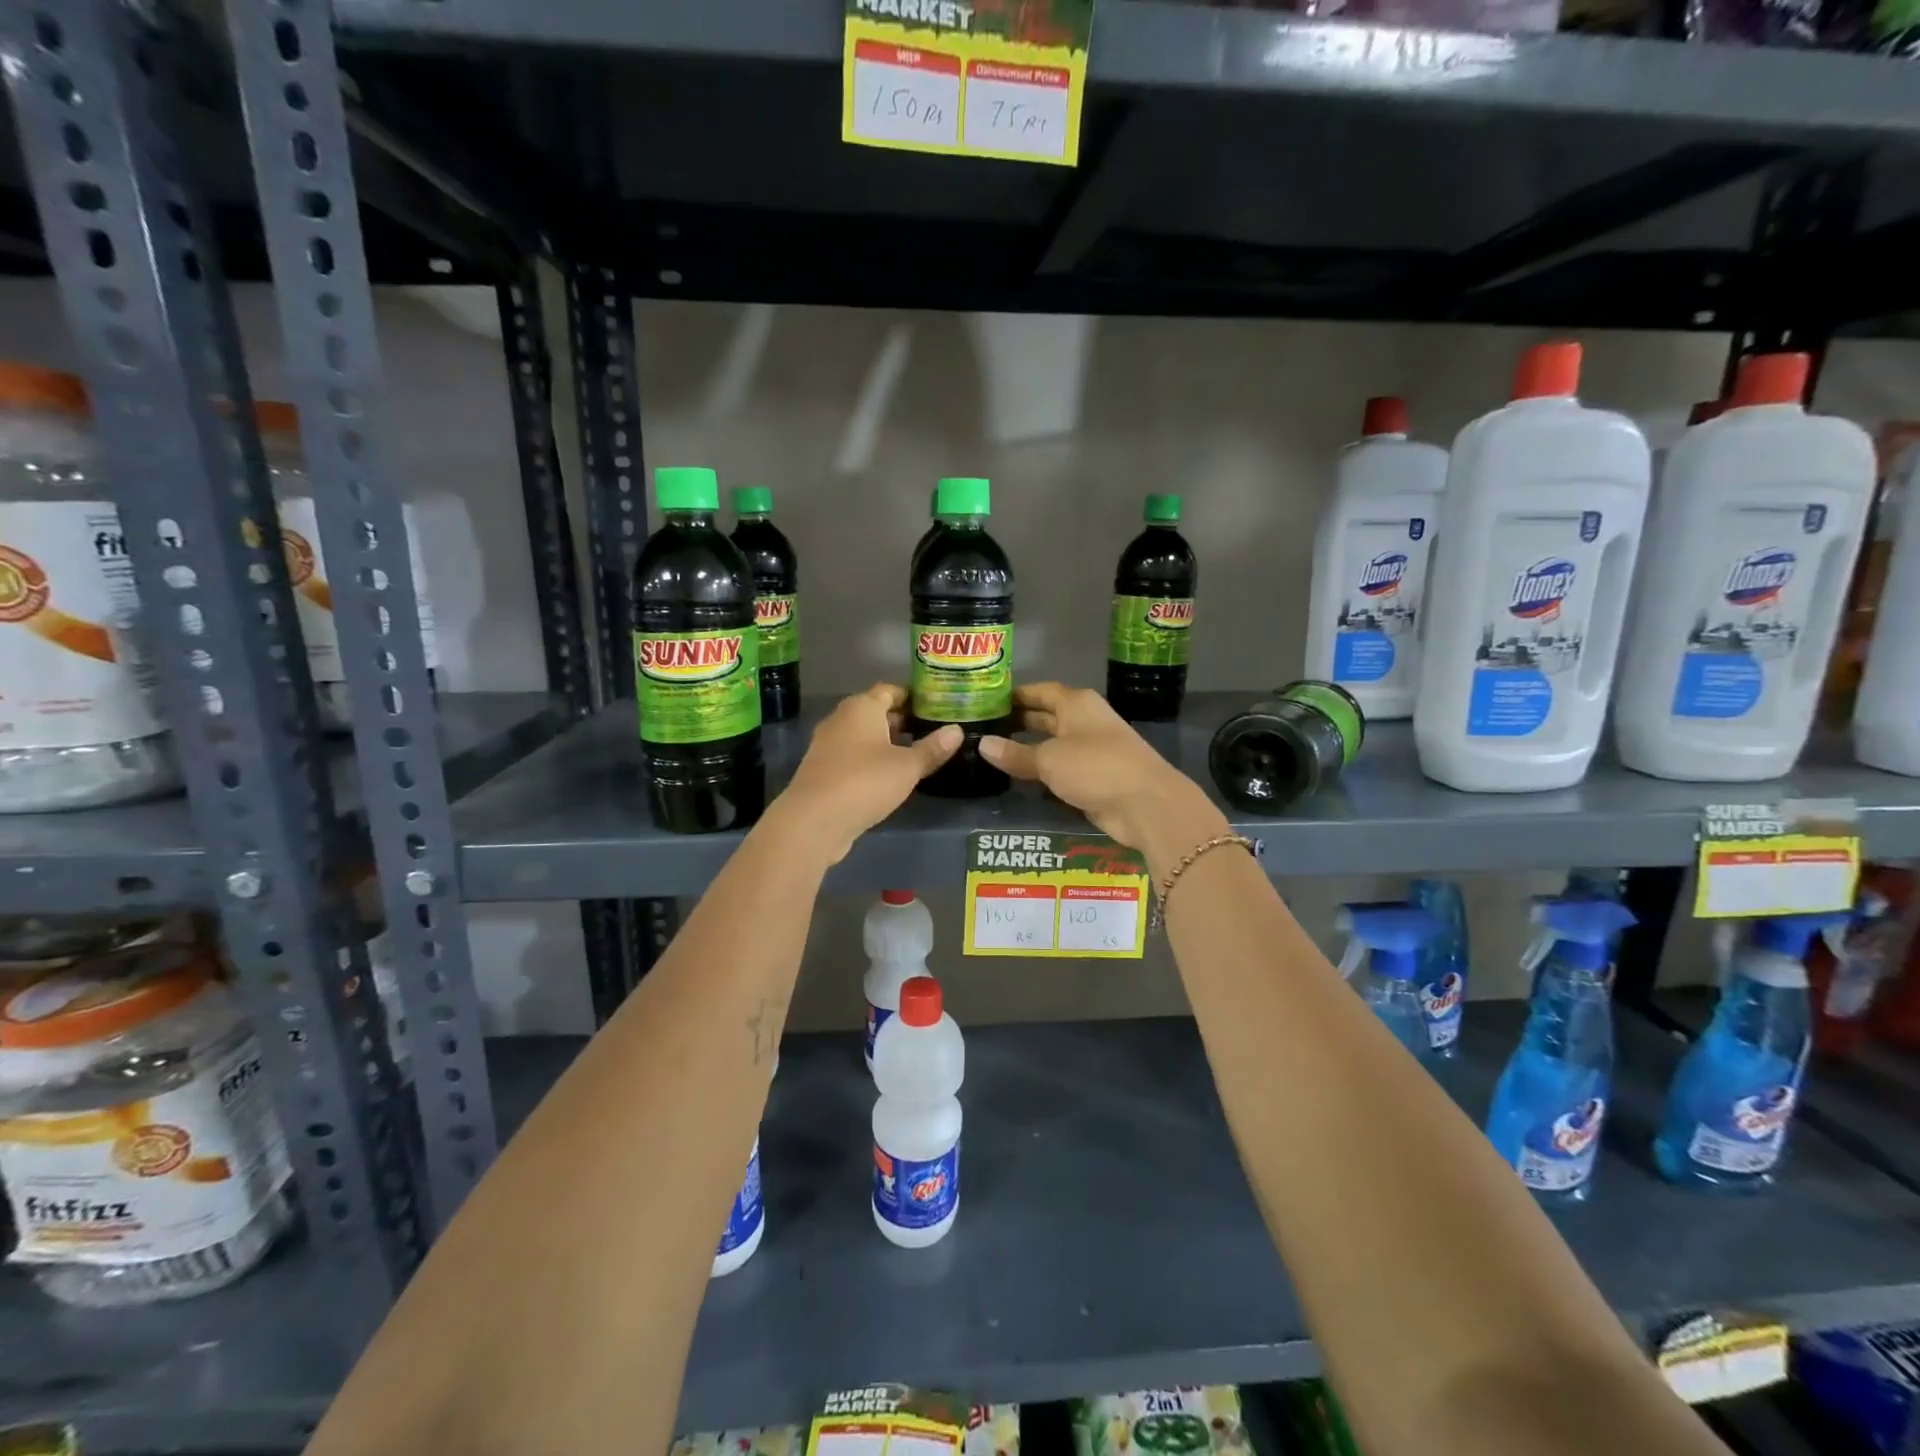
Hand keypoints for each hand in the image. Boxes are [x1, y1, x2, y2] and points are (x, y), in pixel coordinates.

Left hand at [771, 684, 961, 864]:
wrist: (813, 821)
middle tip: (931, 731)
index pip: (890, 690)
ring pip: (863, 735)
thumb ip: (932, 748)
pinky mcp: (823, 769)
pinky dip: (871, 760)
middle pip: (875, 711)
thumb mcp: (907, 767)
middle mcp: (841, 719)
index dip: (913, 696)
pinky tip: (889, 776)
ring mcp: (828, 744)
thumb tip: (957, 730)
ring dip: (886, 742)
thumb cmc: (864, 782)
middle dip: (902, 720)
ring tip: (915, 754)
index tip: (935, 706)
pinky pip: (853, 756)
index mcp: (861, 707)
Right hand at [979, 683, 1226, 865]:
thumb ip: (1015, 753)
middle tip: (983, 728)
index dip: (1015, 695)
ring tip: (992, 752)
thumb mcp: (1049, 759)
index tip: (986, 700)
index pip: (1040, 691)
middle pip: (1046, 716)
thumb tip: (982, 744)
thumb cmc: (1095, 767)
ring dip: (1028, 748)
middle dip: (1018, 721)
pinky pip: (1061, 768)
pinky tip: (1017, 777)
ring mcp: (1091, 749)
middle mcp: (1084, 721)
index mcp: (1076, 703)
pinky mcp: (1094, 776)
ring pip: (1052, 744)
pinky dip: (1041, 771)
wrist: (1146, 804)